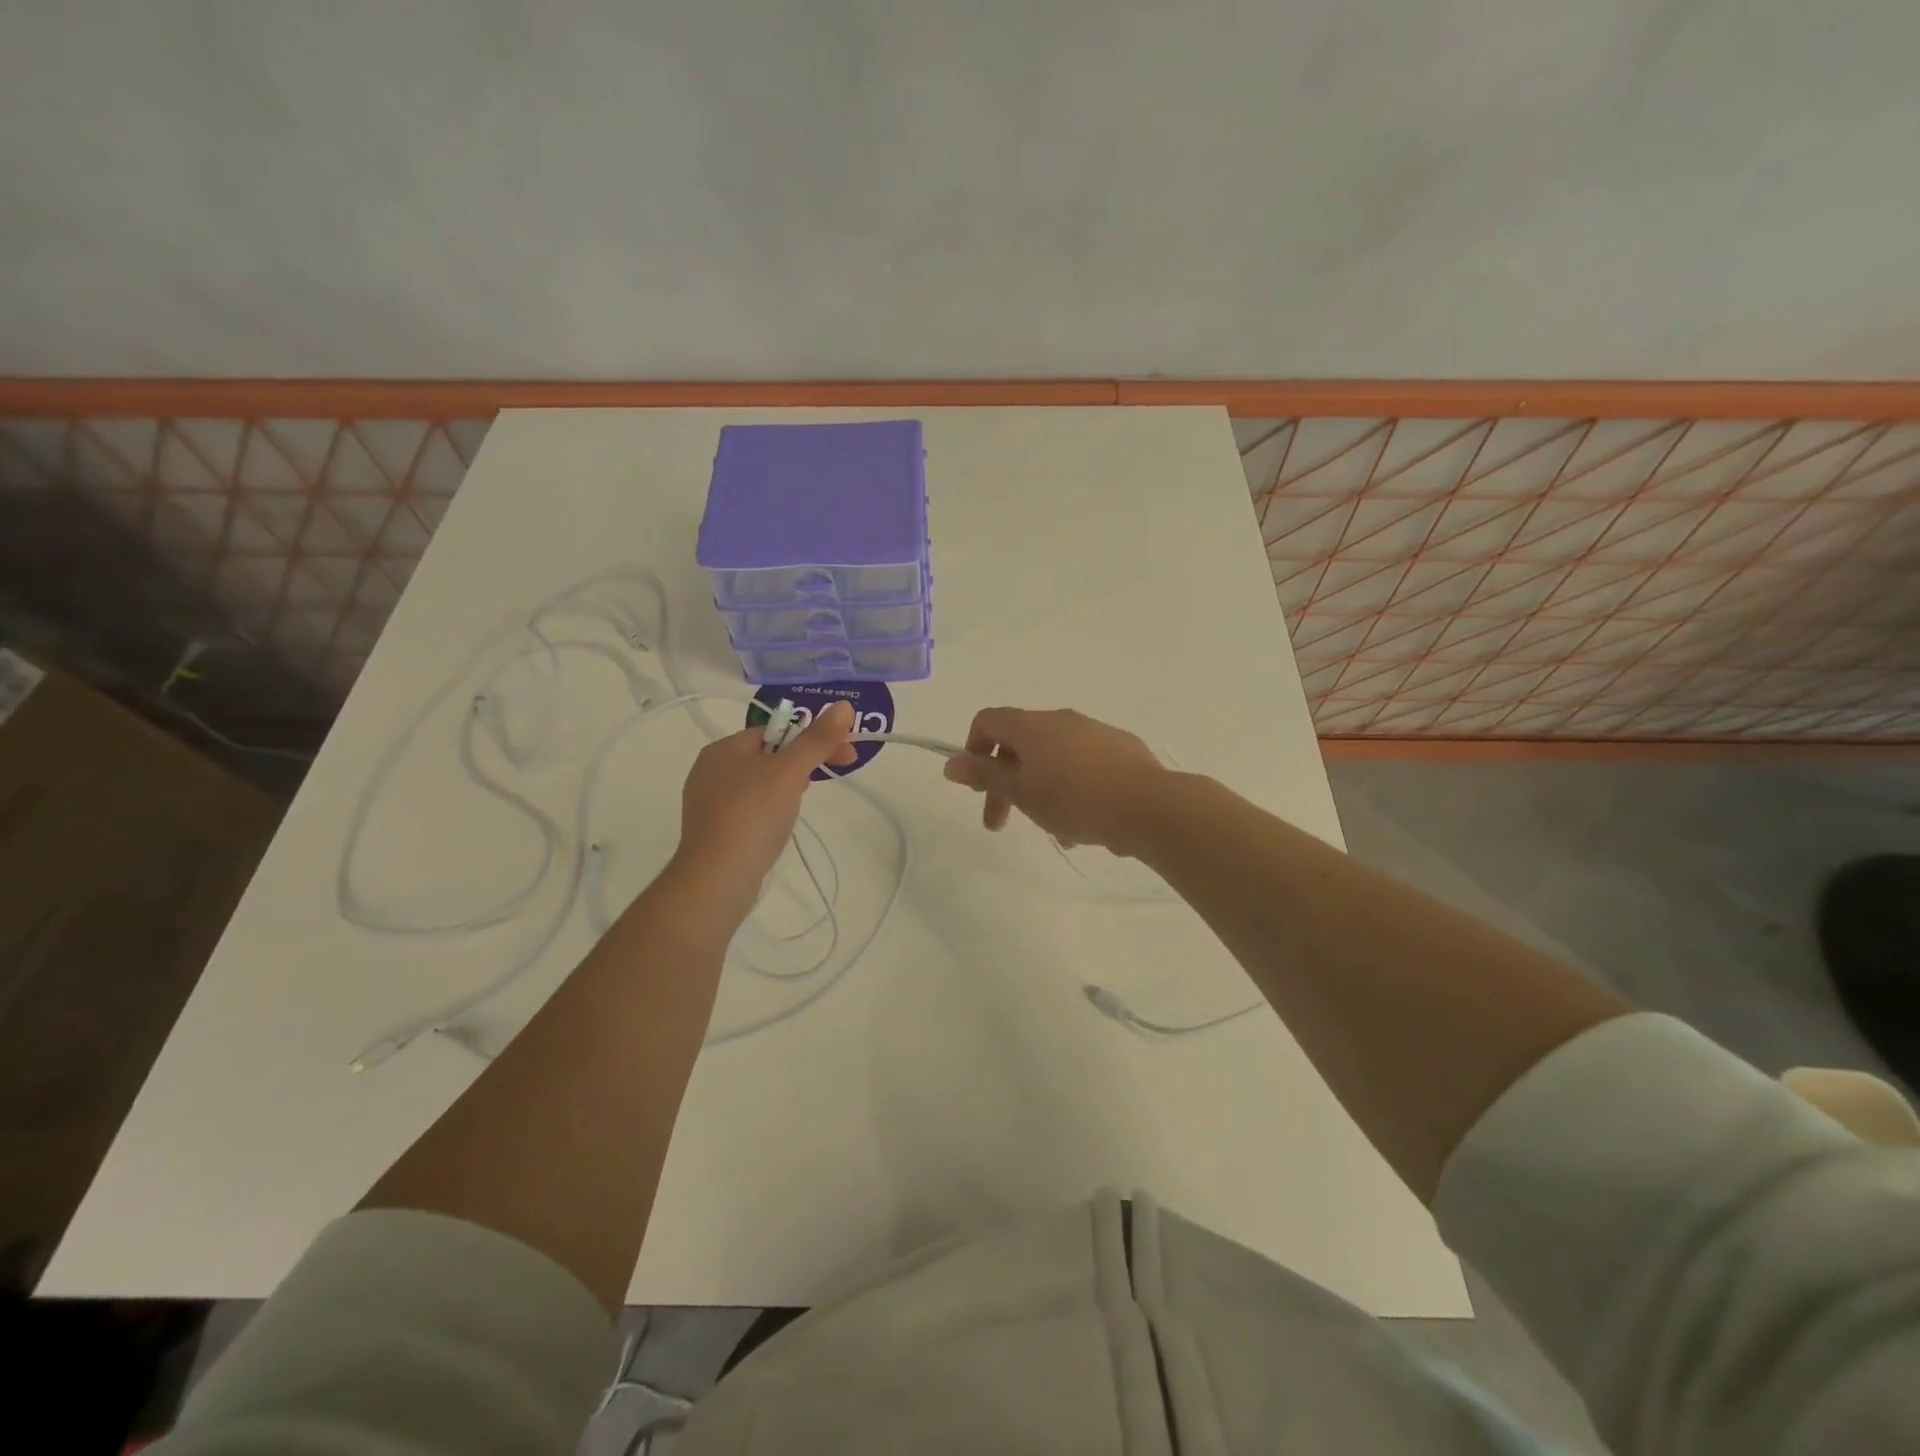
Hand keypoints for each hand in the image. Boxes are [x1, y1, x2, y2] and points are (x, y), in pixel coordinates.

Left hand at [672, 701, 856, 904]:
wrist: (718, 876)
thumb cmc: (753, 814)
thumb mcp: (790, 771)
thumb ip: (817, 739)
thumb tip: (844, 706)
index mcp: (723, 748)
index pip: (775, 731)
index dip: (812, 739)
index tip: (843, 754)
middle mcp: (710, 770)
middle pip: (768, 756)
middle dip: (803, 763)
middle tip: (833, 774)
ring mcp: (709, 802)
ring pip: (760, 784)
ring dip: (787, 788)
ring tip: (801, 806)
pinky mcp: (714, 831)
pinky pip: (749, 810)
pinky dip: (769, 811)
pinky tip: (778, 827)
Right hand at [942, 707, 1168, 852]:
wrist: (1148, 806)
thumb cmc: (1074, 799)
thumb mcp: (1021, 792)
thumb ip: (984, 776)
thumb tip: (950, 764)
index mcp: (1032, 725)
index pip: (988, 720)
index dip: (973, 748)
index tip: (978, 785)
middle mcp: (1062, 720)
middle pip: (1020, 744)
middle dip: (1005, 783)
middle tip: (1000, 823)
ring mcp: (1094, 732)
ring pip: (1052, 759)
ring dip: (1040, 791)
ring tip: (1052, 830)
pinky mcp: (1121, 749)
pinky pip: (1083, 766)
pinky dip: (1071, 789)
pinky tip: (1082, 825)